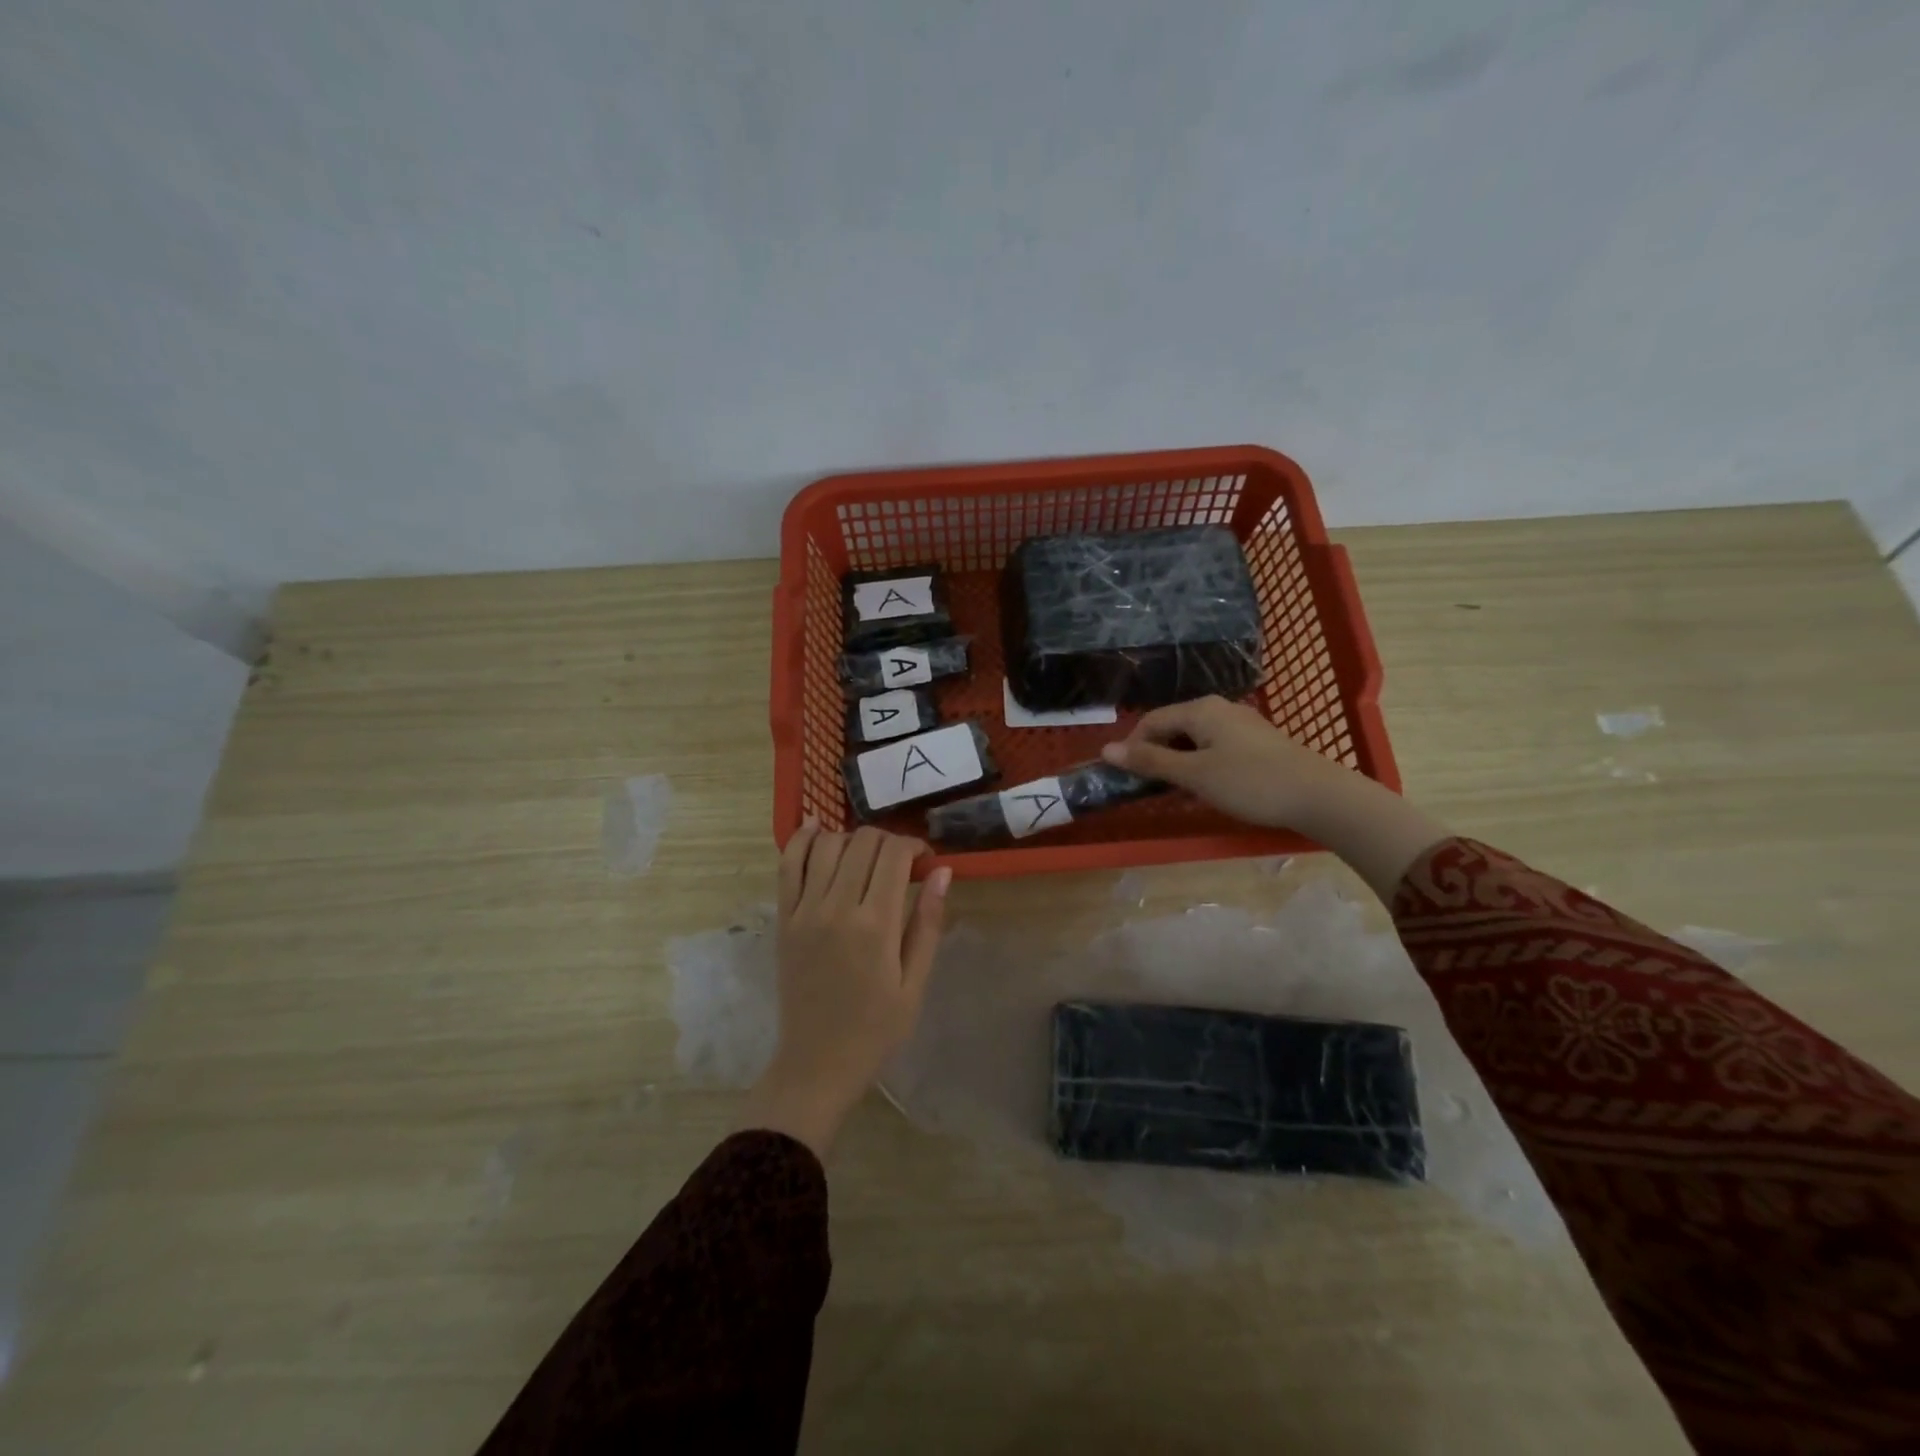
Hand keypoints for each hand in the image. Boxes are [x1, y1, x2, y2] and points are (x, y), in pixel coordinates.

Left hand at [738, 821, 950, 1157]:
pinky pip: (788, 865)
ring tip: (865, 855)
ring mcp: (804, 911)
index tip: (924, 860)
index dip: (913, 845)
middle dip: (887, 840)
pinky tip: (818, 828)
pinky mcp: (783, 919)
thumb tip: (942, 871)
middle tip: (899, 861)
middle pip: (862, 842)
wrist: (817, 1063)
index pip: (894, 855)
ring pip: (827, 845)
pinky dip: (802, 839)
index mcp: (875, 925)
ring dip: (851, 838)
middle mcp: (836, 908)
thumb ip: (927, 923)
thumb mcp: (914, 983)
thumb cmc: (876, 1029)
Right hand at [1101, 696, 1449, 902]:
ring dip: (1179, 762)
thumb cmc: (1250, 782)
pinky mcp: (1258, 742)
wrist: (1320, 796)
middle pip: (1173, 727)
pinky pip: (1215, 746)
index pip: (1152, 721)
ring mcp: (1242, 724)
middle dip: (1156, 755)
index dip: (1132, 748)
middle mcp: (1220, 708)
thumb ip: (1150, 762)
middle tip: (1150, 787)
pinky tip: (1208, 786)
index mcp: (1201, 710)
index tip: (1125, 778)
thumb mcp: (1194, 775)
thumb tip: (1106, 750)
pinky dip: (1201, 763)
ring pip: (1194, 738)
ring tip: (1177, 790)